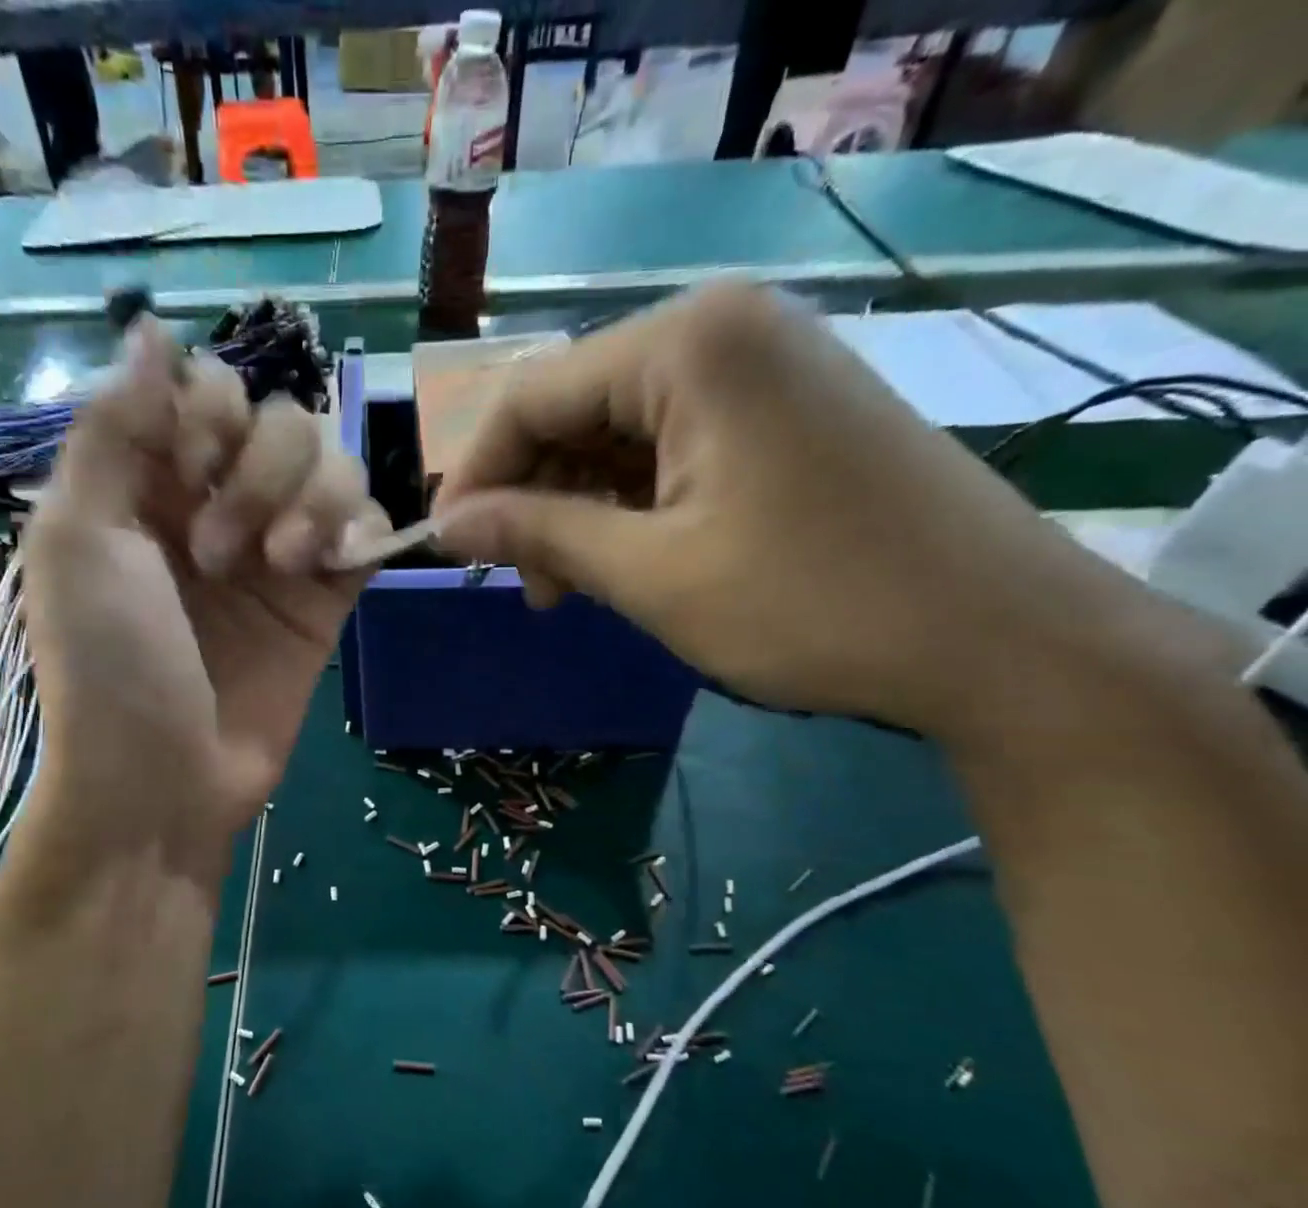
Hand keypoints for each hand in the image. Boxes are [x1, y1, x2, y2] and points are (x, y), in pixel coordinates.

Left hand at [21, 321, 386, 877]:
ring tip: (276, 568)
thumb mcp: (80, 539)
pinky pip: (368, 526)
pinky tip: (326, 567)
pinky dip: (358, 528)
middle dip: (256, 468)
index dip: (210, 407)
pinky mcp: (326, 597)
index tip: (188, 461)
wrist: (164, 781)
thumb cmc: (109, 664)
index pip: (205, 388)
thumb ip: (113, 429)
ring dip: (309, 500)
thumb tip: (149, 329)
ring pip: (332, 463)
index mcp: (146, 483)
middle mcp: (215, 504)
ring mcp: (276, 550)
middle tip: (216, 550)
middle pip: (278, 417)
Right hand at [429, 283, 1172, 739]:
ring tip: (569, 587)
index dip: (475, 475)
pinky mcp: (786, 413)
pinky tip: (627, 561)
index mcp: (687, 343)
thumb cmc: (809, 603)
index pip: (531, 395)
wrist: (998, 640)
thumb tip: (446, 524)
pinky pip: (673, 448)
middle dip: (533, 497)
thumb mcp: (650, 573)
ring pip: (620, 434)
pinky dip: (633, 505)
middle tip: (522, 584)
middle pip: (575, 409)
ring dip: (579, 509)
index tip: (445, 548)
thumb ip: (538, 535)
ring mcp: (763, 368)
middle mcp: (723, 330)